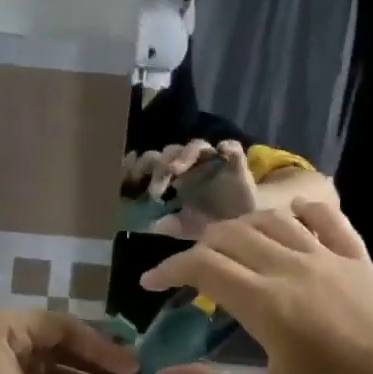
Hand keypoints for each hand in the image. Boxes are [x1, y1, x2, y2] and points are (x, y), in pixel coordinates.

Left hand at [122, 140, 257, 237]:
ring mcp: (213, 161)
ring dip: (183, 155)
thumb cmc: (209, 222)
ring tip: (176, 171)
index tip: (128, 177)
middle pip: (169, 152)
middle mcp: (190, 165)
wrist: (244, 227)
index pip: (151, 162)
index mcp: (173, 177)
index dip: (139, 164)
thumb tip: (132, 224)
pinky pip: (232, 148)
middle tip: (154, 188)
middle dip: (158, 165)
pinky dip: (227, 147)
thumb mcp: (180, 227)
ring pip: (195, 146)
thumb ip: (159, 224)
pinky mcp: (236, 164)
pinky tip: (222, 151)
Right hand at [139, 201, 372, 373]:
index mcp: (266, 304)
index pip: (202, 266)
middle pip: (230, 236)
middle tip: (184, 274)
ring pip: (271, 220)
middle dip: (197, 249)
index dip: (168, 270)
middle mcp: (292, 267)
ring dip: (238, 229)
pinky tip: (288, 219)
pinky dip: (298, 212)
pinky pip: (324, 218)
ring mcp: (328, 257)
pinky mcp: (357, 258)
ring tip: (226, 250)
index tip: (150, 285)